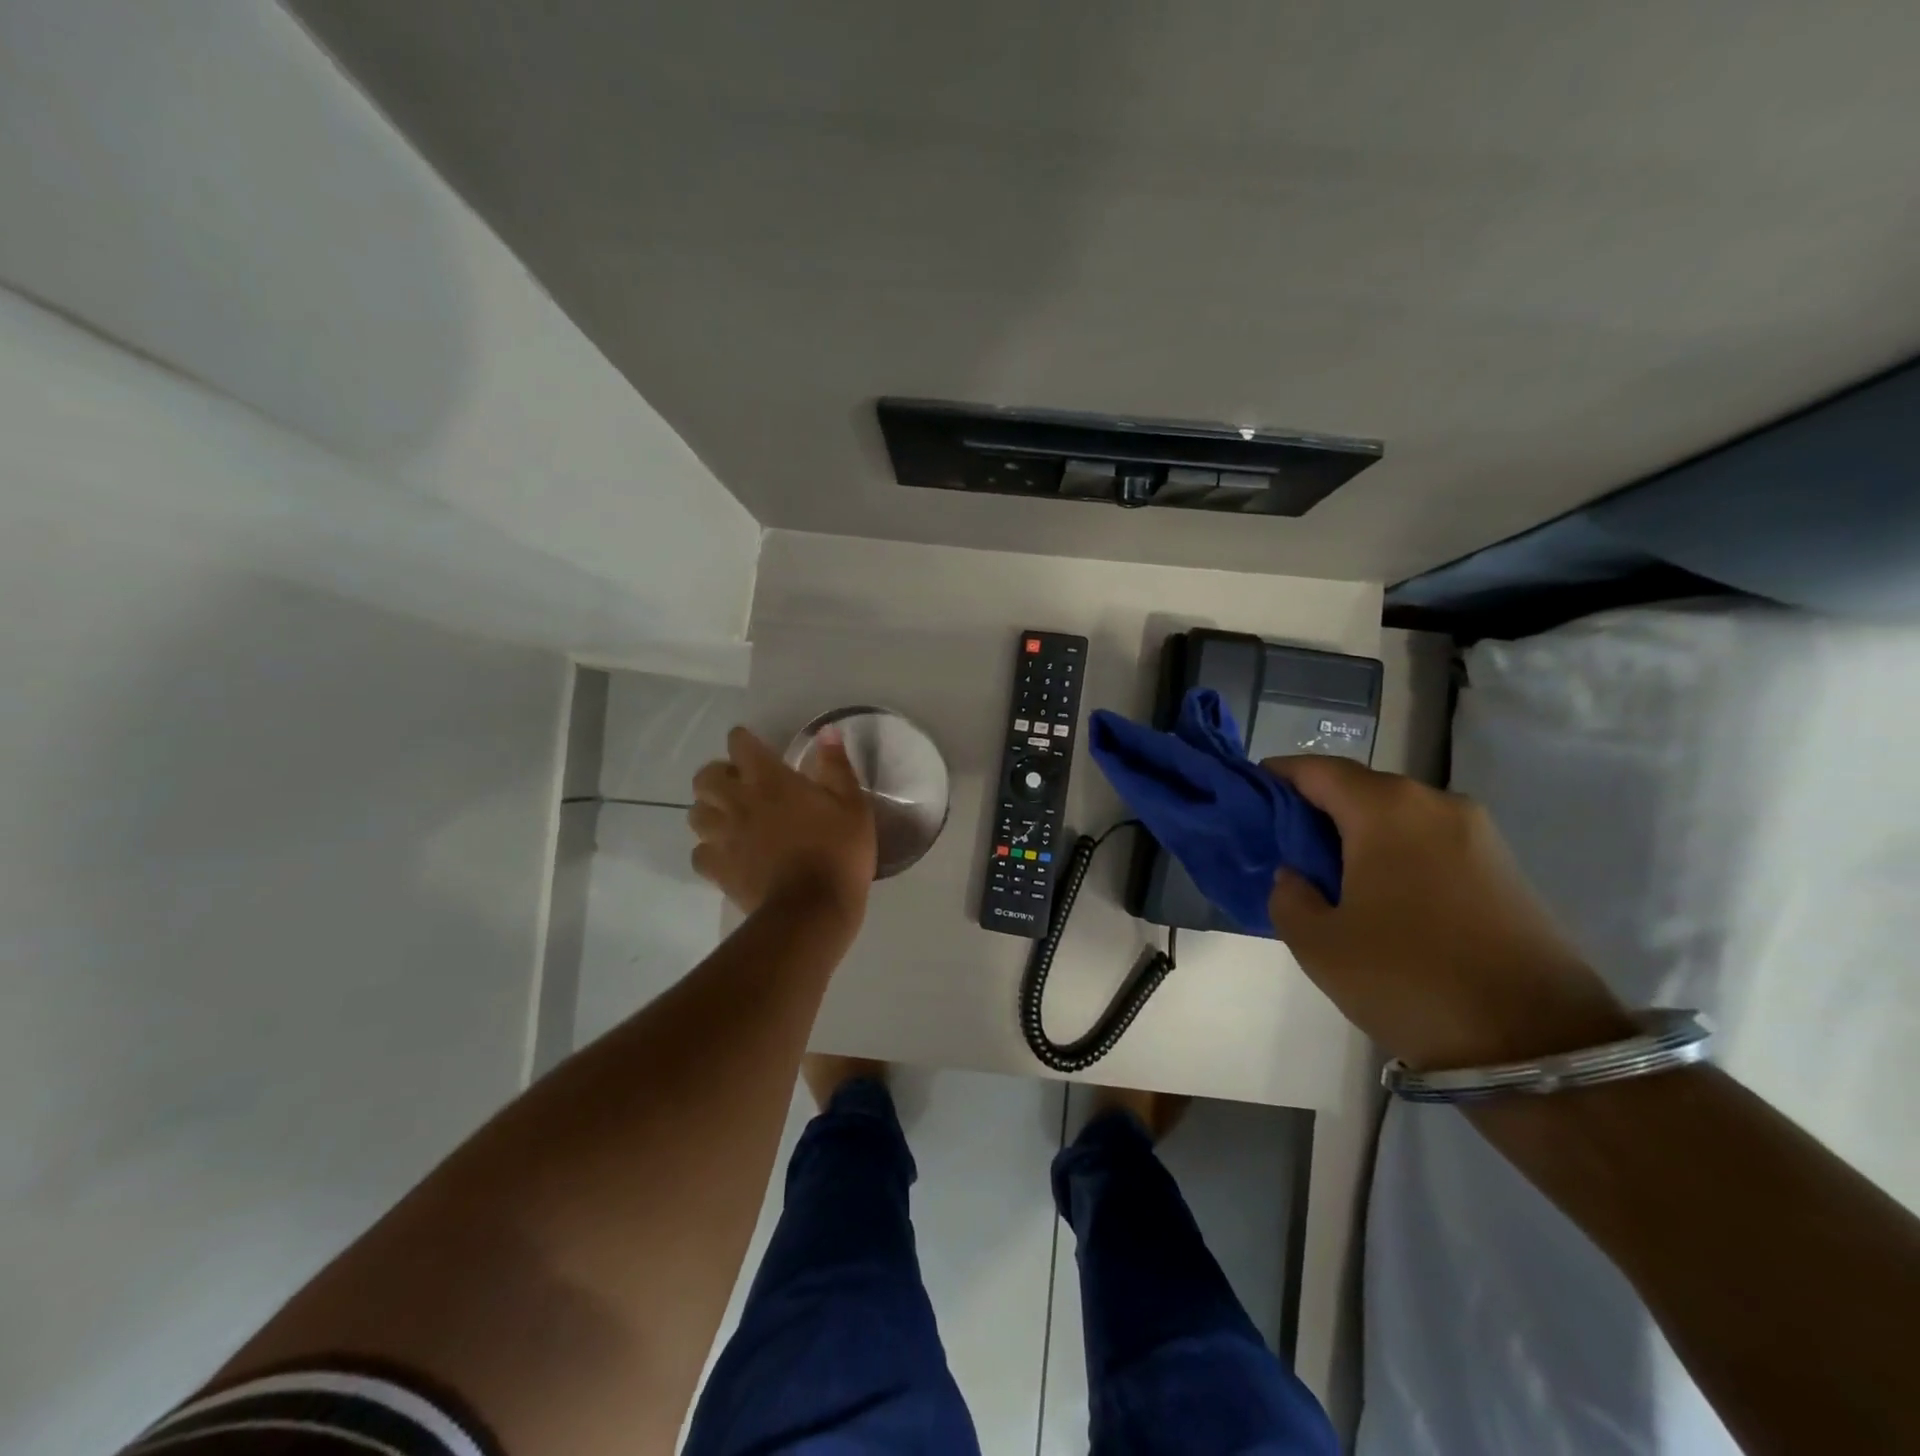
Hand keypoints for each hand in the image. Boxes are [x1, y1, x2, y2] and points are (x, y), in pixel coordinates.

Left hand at [689, 727, 876, 927]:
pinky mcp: (717, 869)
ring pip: (695, 814)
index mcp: (770, 780)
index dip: (744, 741)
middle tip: (740, 785)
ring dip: (710, 811)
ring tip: (730, 819)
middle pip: (705, 777)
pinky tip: (728, 854)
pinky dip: (709, 850)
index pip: (740, 744)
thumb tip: (826, 732)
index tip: (755, 747)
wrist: (812, 909)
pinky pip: (699, 853)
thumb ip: (836, 766)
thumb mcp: (853, 805)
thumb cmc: (838, 852)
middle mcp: (738, 802)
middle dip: (719, 775)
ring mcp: (723, 837)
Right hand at [1263, 756, 1634, 1070]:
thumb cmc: (1409, 980)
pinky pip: (1428, 840)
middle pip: (1358, 787)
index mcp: (1385, 809)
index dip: (1276, 777)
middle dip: (1315, 808)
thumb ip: (1288, 895)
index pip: (1316, 769)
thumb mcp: (1318, 944)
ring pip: (1395, 814)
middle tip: (1282, 846)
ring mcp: (1477, 833)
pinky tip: (1378, 894)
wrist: (1539, 1045)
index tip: (1248, 798)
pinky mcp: (1502, 866)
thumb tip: (1297, 875)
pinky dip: (1393, 851)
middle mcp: (1434, 804)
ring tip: (1327, 874)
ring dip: (1355, 832)